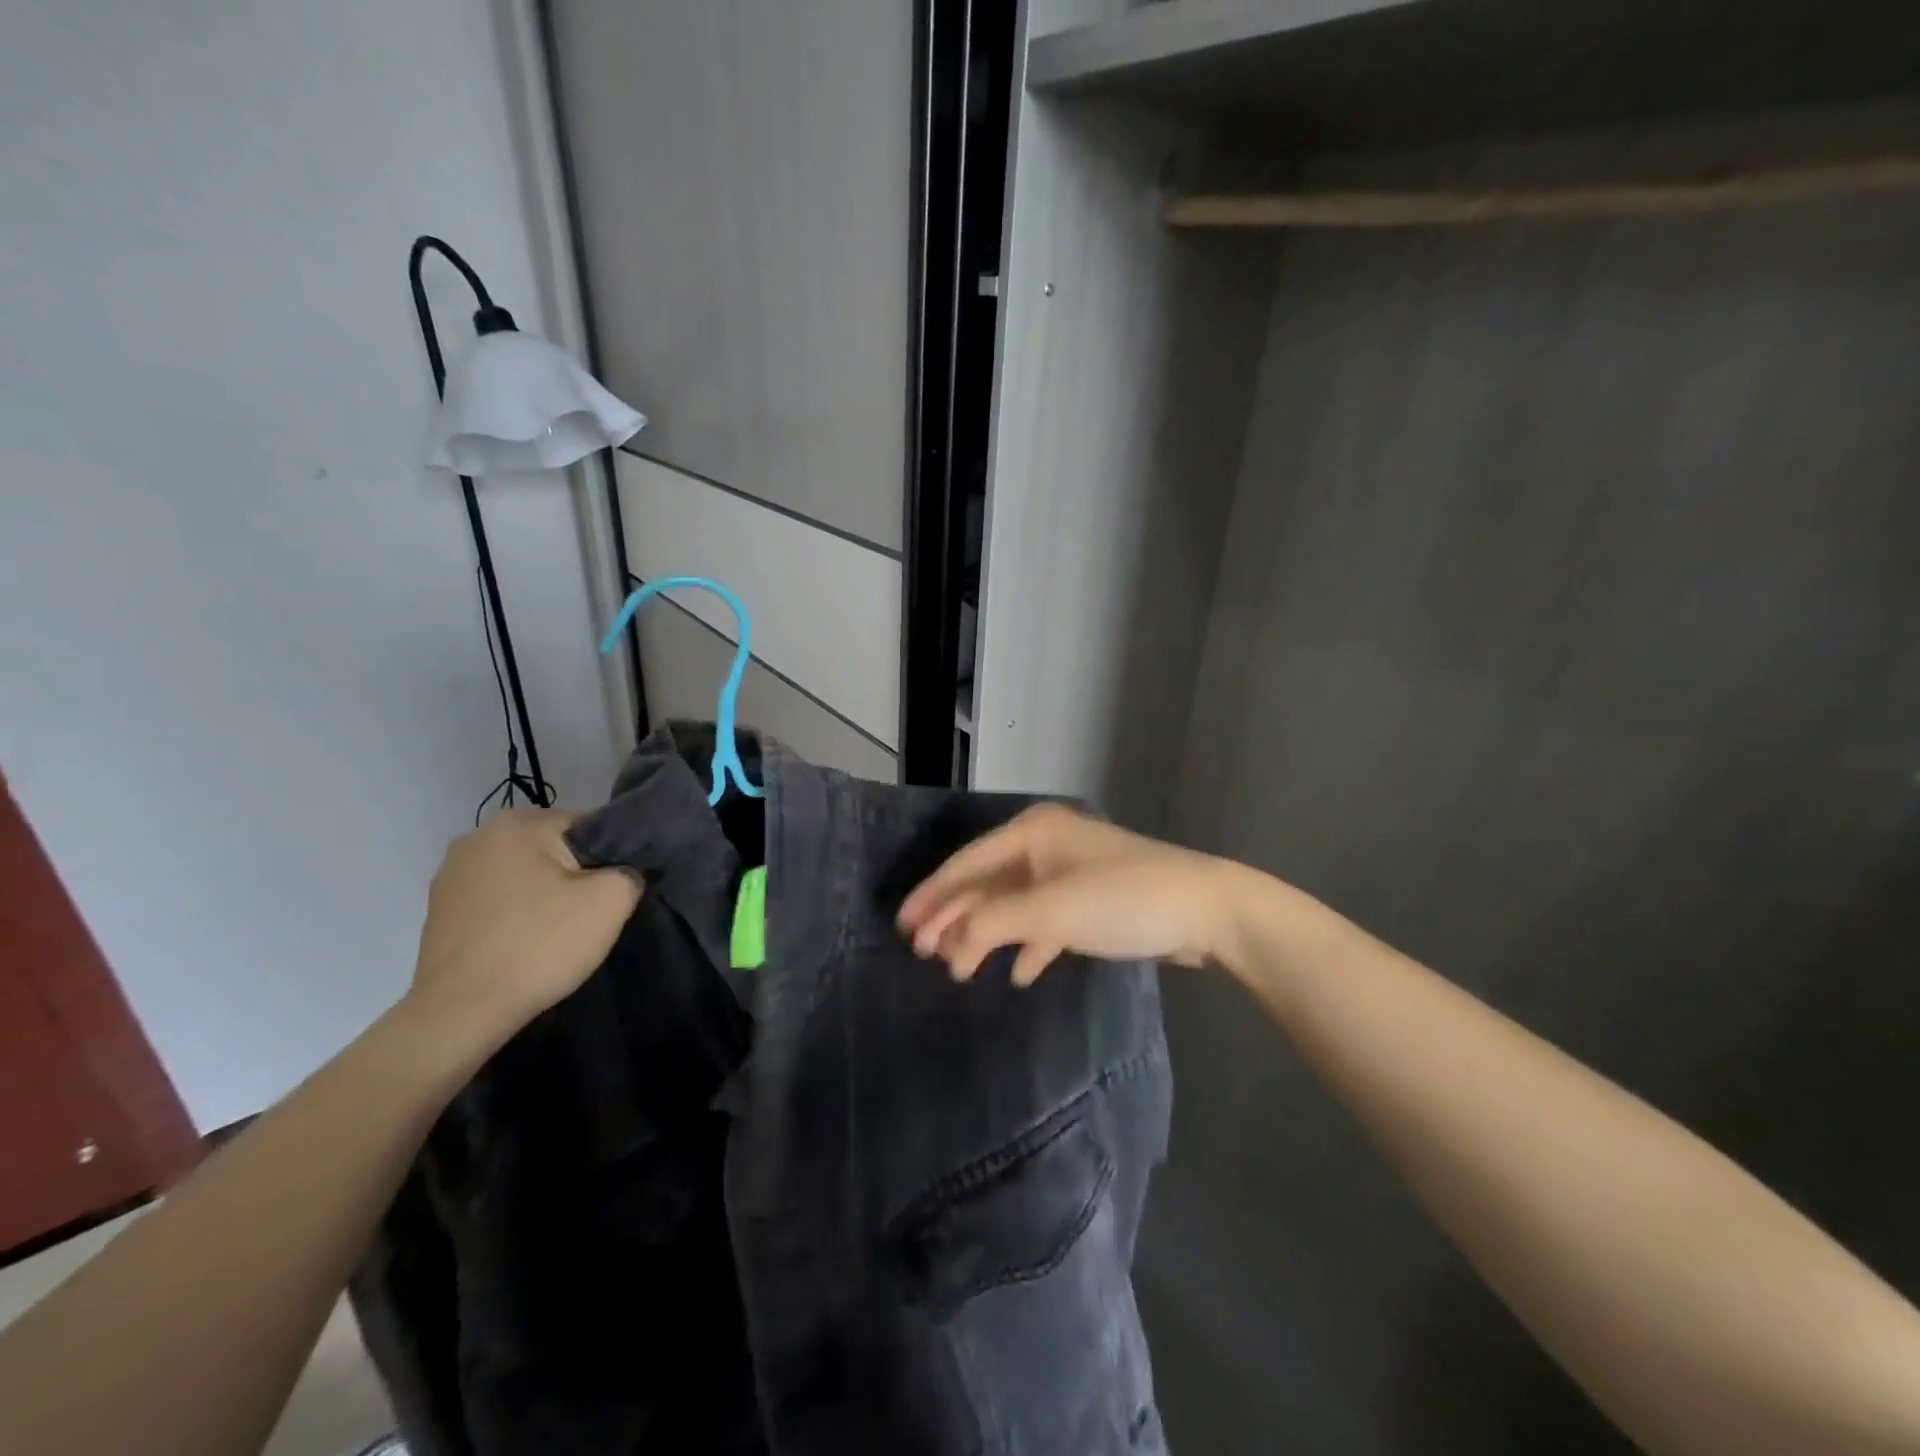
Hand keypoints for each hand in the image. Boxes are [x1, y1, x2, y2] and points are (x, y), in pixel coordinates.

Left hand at [406, 808, 641, 1044]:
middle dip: (576, 876)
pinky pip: (497, 900)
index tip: (614, 894)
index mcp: (519, 823)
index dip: (611, 860)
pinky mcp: (439, 909)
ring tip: (554, 934)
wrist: (461, 1013)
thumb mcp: (611, 901)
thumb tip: (624, 873)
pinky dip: (515, 915)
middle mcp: (478, 836)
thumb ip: (630, 871)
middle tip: (588, 916)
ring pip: (524, 875)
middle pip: (554, 849)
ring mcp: (452, 874)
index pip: (590, 827)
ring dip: (543, 896)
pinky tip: (523, 944)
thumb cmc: (539, 945)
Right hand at [897, 804, 1236, 985]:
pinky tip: (1017, 974)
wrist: (1205, 911)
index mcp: (1033, 832)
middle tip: (924, 953)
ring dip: (986, 936)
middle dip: (956, 919)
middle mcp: (1046, 845)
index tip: (902, 924)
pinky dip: (1028, 946)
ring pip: (1012, 906)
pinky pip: (1044, 923)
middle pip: (986, 884)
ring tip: (958, 969)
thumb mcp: (1051, 911)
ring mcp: (1068, 874)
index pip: (967, 863)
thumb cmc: (1121, 899)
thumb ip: (993, 923)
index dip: (933, 894)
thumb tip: (949, 939)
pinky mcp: (1089, 901)